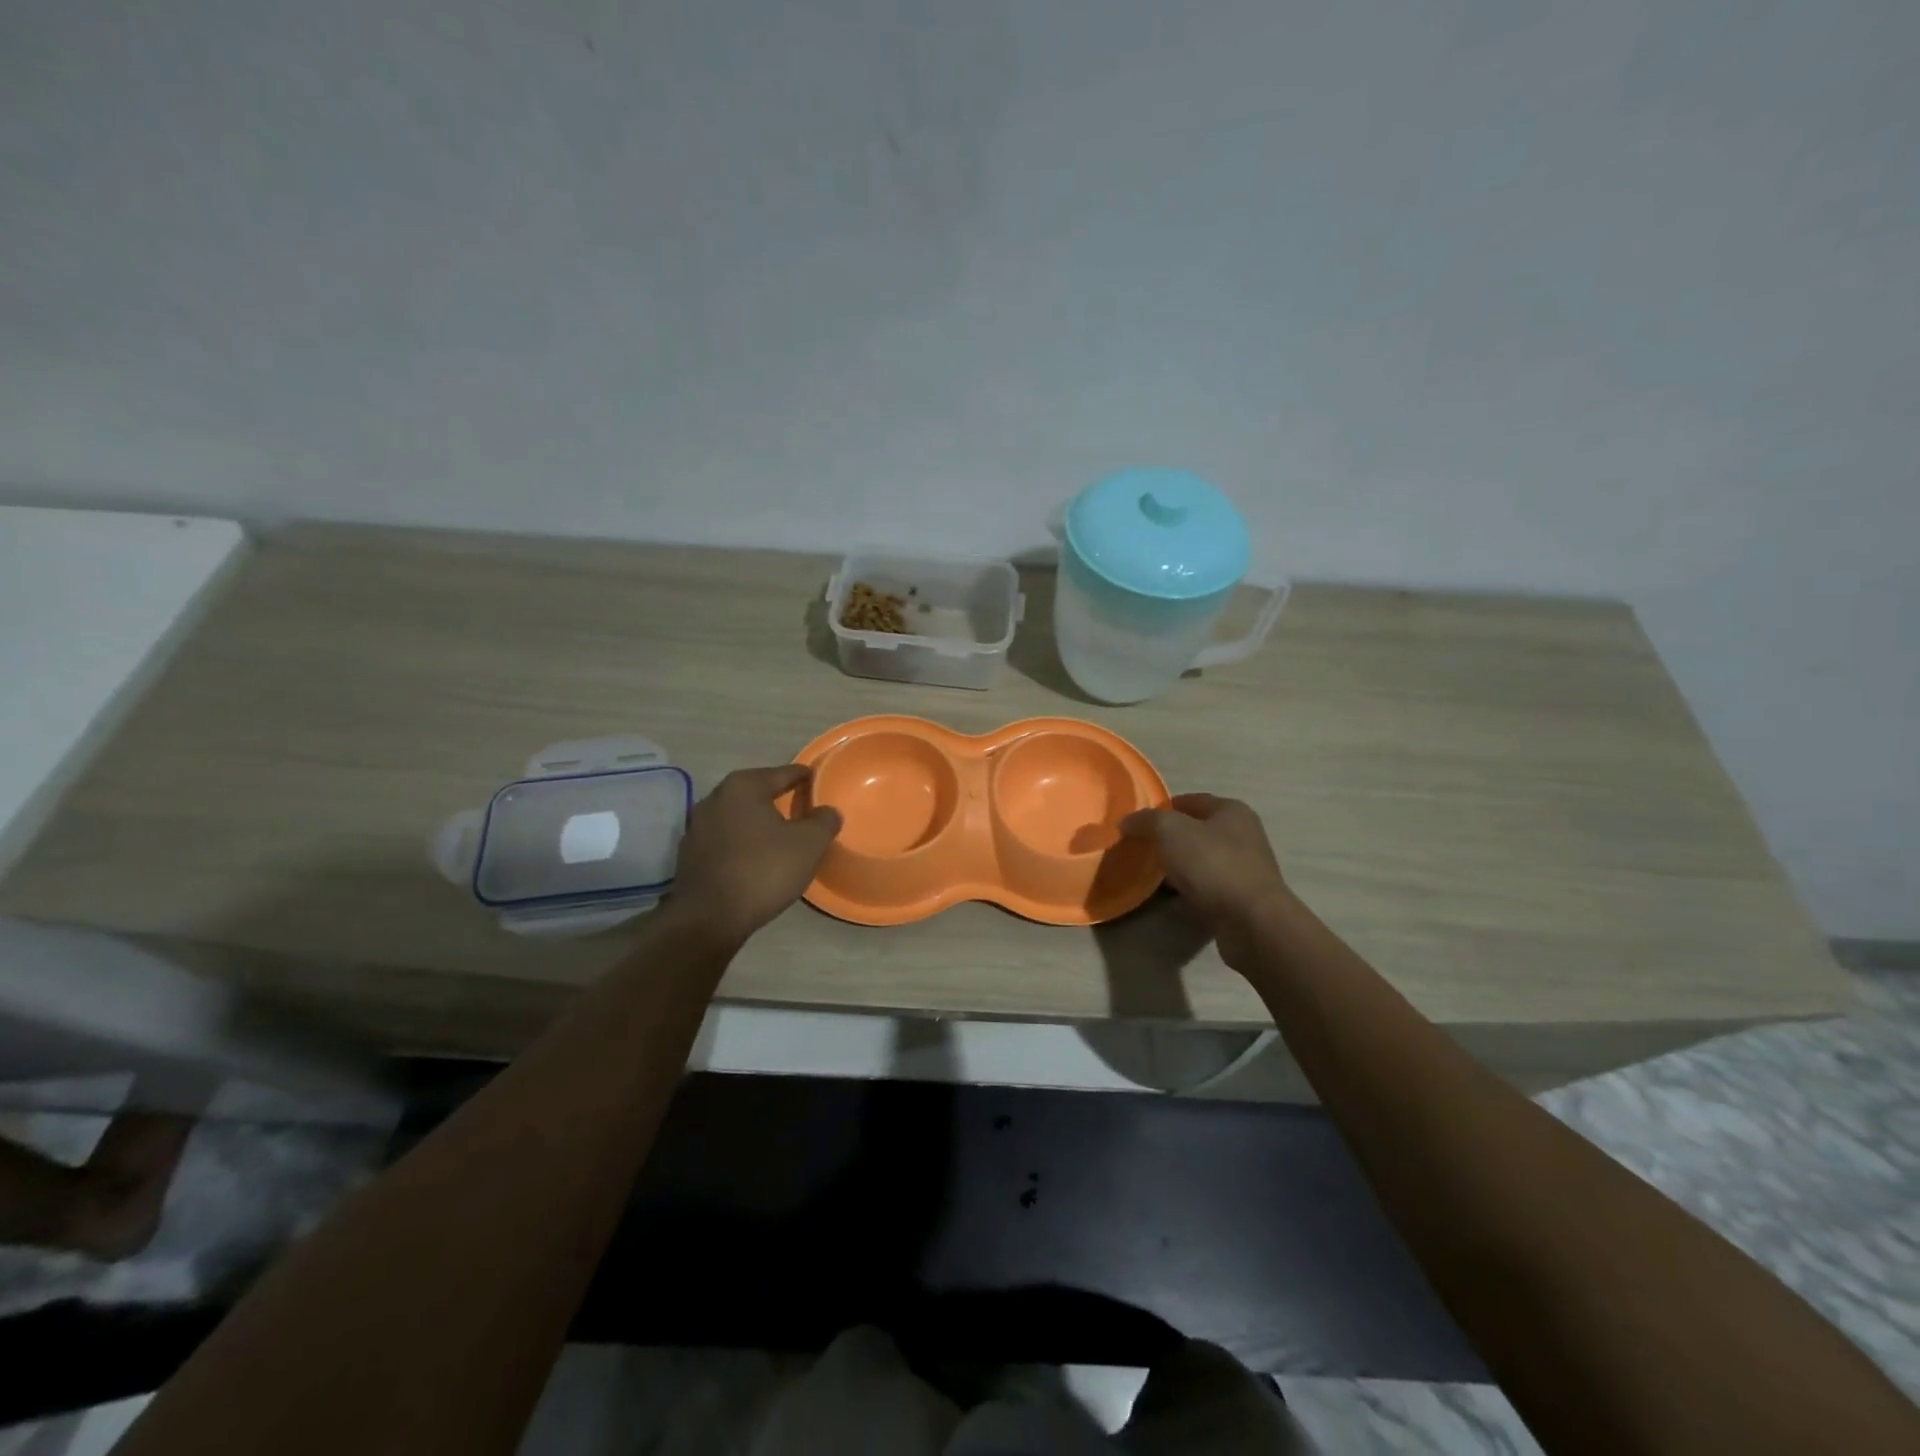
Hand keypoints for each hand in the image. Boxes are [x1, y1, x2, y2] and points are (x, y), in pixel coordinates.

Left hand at [668, 765, 841, 945]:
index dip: (804, 777)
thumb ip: (824, 821)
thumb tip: (827, 811)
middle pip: (757, 791)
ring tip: (781, 836)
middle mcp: (715, 798)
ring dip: (758, 822)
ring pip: (738, 816)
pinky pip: (725, 839)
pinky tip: (755, 858)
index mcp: (743, 786)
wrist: (708, 919)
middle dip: (779, 798)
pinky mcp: (690, 854)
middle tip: (803, 810)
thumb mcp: (809, 844)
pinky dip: (742, 842)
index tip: (818, 782)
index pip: (783, 773)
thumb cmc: (763, 871)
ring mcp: (697, 826)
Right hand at [1120, 794, 1292, 968]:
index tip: (1137, 823)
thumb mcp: (1171, 831)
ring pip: (1201, 861)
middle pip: (1196, 831)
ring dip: (1178, 867)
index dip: (1162, 808)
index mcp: (1232, 811)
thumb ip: (1147, 821)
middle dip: (1168, 839)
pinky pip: (1207, 887)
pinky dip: (1189, 890)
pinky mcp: (1242, 898)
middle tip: (1140, 849)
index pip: (1191, 800)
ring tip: (1150, 875)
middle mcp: (1243, 835)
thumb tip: (1127, 821)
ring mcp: (1245, 868)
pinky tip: (1171, 898)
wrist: (1252, 922)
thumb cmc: (1213, 865)